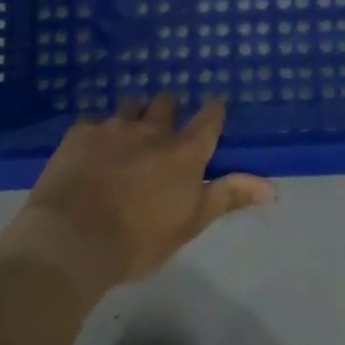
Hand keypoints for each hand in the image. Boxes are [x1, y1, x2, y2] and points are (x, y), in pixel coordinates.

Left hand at [7, 95, 275, 291]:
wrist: (71, 240)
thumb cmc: (138, 241)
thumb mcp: (190, 223)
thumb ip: (228, 197)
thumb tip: (273, 186)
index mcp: (184, 153)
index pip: (209, 119)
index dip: (214, 110)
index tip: (215, 106)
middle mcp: (152, 130)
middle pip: (166, 103)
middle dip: (169, 110)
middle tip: (165, 128)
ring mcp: (114, 127)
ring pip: (131, 105)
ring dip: (135, 115)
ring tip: (128, 134)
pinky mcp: (80, 133)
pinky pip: (94, 121)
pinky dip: (98, 131)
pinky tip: (92, 149)